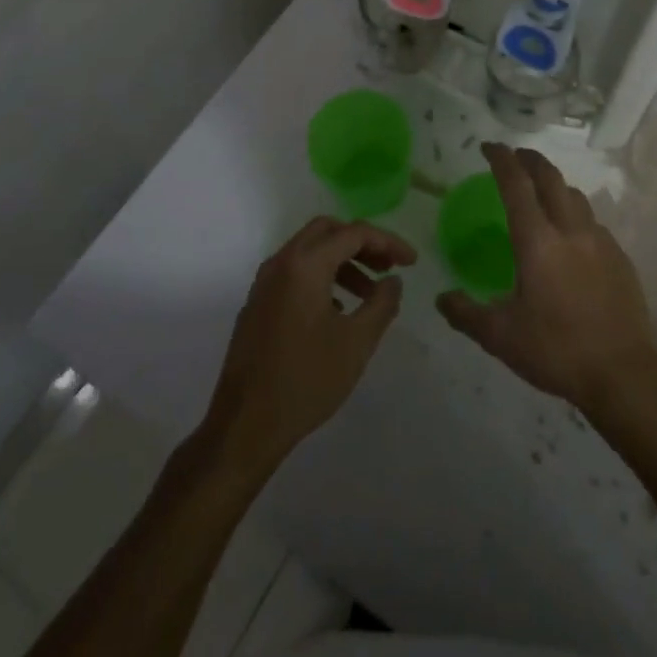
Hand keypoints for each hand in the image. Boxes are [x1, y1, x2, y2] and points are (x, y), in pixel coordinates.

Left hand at [203, 216, 417, 471]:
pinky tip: (337, 310)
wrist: (244, 426)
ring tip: (369, 294)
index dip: (388, 242)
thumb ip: (382, 304)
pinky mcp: (257, 304)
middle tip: (387, 266)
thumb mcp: (356, 343)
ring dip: (343, 261)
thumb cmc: (306, 381)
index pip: (354, 233)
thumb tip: (393, 280)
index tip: (412, 262)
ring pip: (309, 251)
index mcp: (305, 265)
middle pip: (328, 231)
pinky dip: (321, 276)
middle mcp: (281, 263)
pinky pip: (294, 272)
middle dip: (362, 243)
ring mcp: (264, 283)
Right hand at [437, 143, 656, 411]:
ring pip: (575, 196)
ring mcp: (600, 241)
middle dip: (530, 159)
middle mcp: (570, 230)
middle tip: (515, 156)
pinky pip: (593, 222)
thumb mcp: (501, 337)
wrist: (624, 374)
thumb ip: (466, 313)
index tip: (489, 146)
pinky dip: (575, 215)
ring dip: (555, 184)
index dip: (501, 159)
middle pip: (550, 177)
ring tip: (542, 192)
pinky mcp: (620, 257)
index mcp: (537, 241)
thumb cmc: (557, 351)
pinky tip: (571, 237)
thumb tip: (441, 298)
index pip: (516, 185)